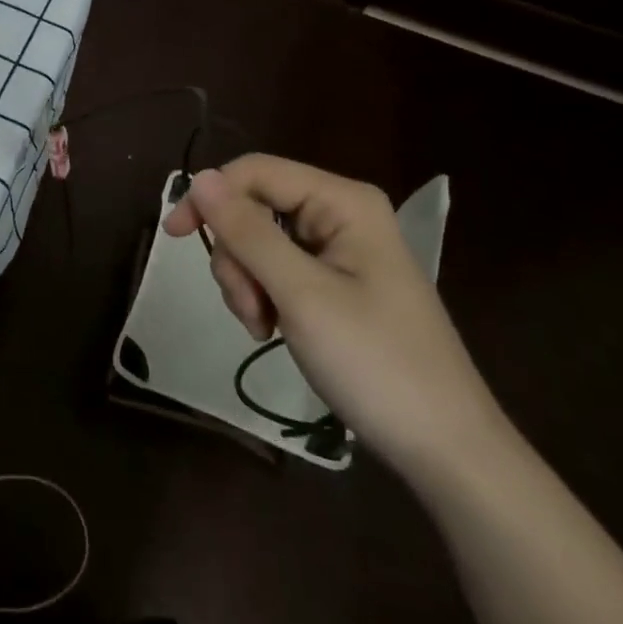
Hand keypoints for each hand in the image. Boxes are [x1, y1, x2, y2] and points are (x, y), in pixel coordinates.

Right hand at [164, 155, 507, 483]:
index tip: (175, 236)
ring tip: (262, 327)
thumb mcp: (301, 295)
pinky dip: (263, 295)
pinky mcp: (337, 282)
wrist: (447, 451)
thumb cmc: (376, 364)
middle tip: (247, 309)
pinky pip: (279, 268)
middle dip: (237, 255)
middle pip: (256, 207)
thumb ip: (247, 232)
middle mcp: (341, 214)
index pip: (256, 172)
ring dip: (247, 281)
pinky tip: (272, 329)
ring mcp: (341, 249)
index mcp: (343, 201)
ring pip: (260, 240)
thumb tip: (200, 178)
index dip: (210, 196)